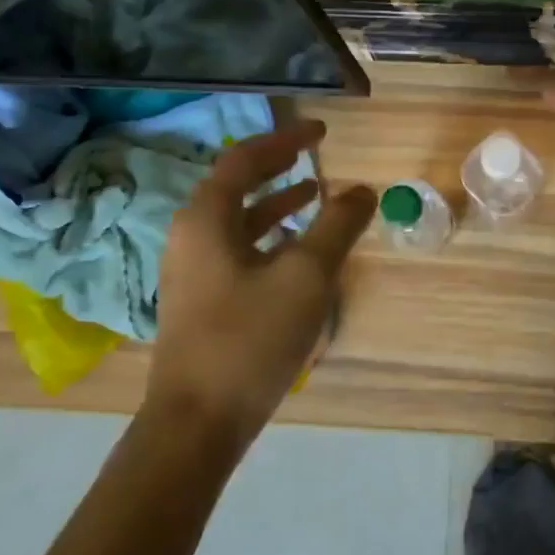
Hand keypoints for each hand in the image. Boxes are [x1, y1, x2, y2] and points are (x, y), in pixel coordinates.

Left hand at [144, 121, 375, 440]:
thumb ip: (336, 226)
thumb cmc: (250, 338)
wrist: (198, 421)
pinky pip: (240, 252)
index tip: (321, 132)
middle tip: (317, 157)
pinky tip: (299, 255)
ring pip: (239, 222)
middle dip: (279, 168)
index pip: (244, 159)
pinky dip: (271, 240)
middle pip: (236, 186)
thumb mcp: (306, 276)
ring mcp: (193, 272)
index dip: (284, 140)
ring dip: (277, 205)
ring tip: (317, 197)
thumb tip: (363, 190)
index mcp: (206, 219)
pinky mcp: (203, 302)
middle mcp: (192, 237)